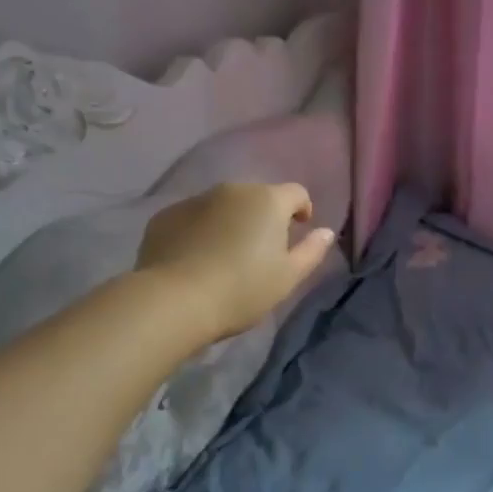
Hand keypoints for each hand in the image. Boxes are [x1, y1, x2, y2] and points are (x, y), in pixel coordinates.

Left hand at [135, 182, 335, 342]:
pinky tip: (194, 259)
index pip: (296, 193)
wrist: (174, 301)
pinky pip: (192, 218)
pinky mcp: (165, 216)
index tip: (298, 231)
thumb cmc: (242, 289)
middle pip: (257, 197)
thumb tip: (326, 232)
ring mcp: (195, 200)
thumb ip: (311, 251)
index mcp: (268, 200)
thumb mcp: (287, 277)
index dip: (302, 209)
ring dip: (230, 222)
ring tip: (225, 256)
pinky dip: (199, 231)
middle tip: (260, 252)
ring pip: (222, 205)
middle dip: (263, 217)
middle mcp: (232, 190)